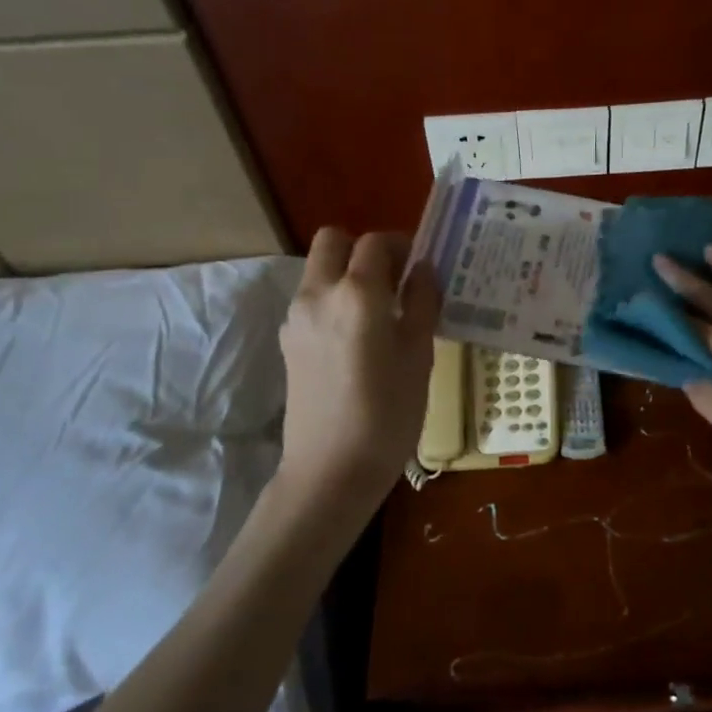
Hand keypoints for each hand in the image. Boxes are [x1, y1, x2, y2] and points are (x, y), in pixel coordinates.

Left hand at [277, 229, 439, 516]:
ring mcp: (296, 317)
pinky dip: (333, 300)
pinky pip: (311, 299)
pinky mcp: (288, 341)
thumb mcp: (419, 355)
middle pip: (332, 241)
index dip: (401, 245)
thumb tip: (424, 269)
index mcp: (358, 294)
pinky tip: (357, 338)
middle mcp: (319, 294)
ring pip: (318, 270)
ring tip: (379, 311)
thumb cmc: (388, 414)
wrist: (331, 471)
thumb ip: (422, 302)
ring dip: (346, 273)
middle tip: (392, 278)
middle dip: (362, 249)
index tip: (420, 266)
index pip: (375, 242)